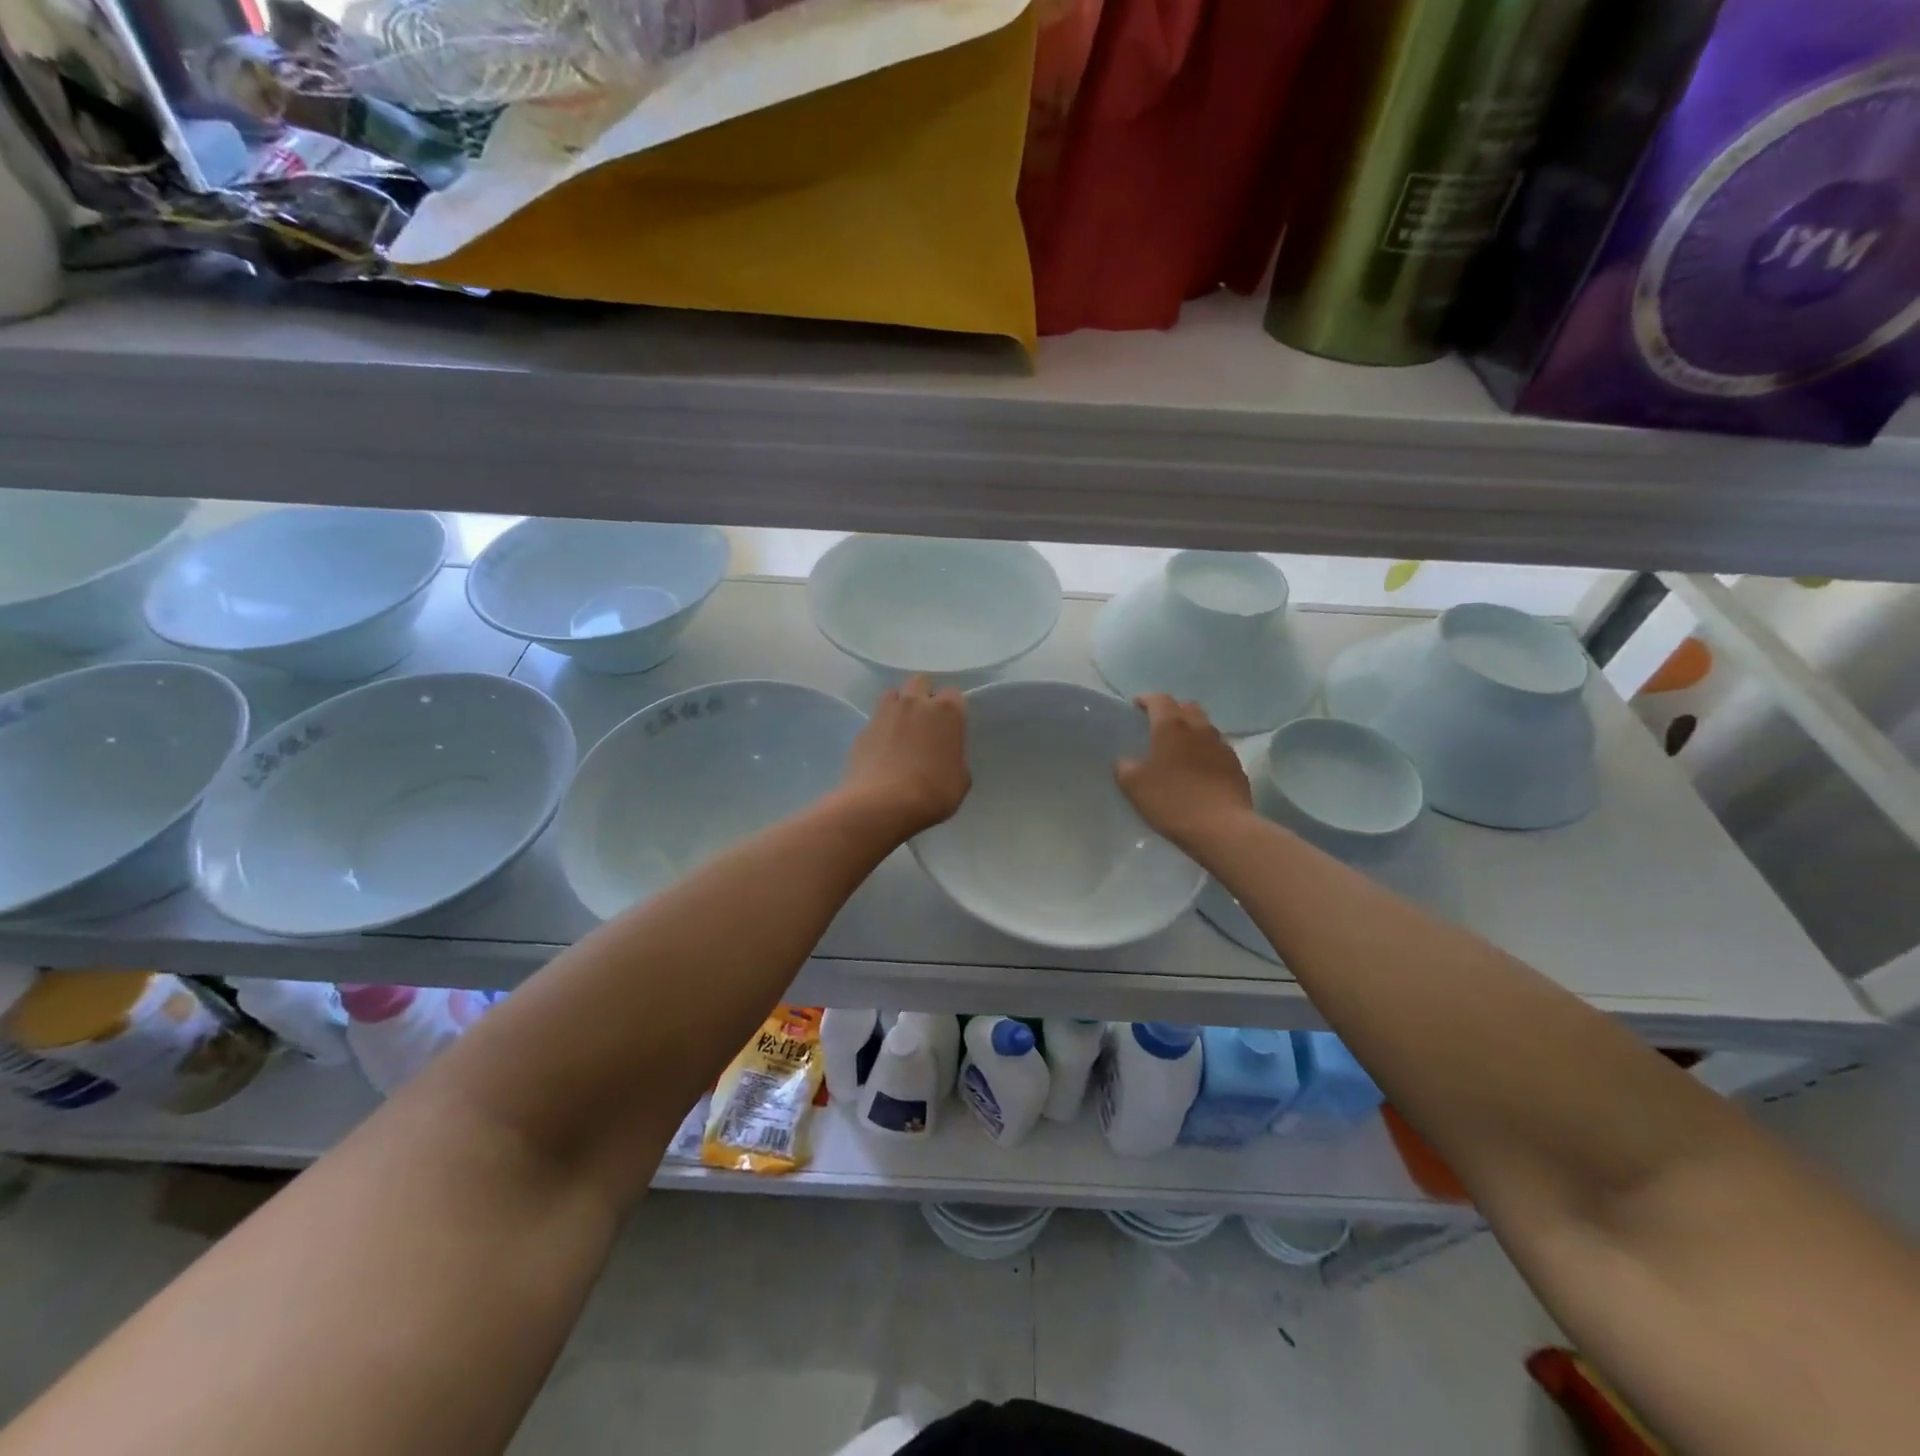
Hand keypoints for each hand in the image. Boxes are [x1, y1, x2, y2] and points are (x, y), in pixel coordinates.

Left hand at [838, 676, 969, 839]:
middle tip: (925, 723)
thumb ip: (955, 758)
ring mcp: (885, 713)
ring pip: (893, 695)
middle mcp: (915, 703)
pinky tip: (882, 750)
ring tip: (901, 731)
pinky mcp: (863, 728)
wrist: (882, 804)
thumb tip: (945, 756)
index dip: (953, 710)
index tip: (951, 728)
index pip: (954, 694)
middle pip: (920, 682)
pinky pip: (875, 719)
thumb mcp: (960, 780)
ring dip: (899, 706)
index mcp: (946, 711)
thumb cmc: (932, 792)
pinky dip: (881, 729)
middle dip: (924, 696)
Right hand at [1116, 694, 1252, 850]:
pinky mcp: (1236, 765)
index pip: (1159, 699)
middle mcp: (1199, 728)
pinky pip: (1217, 749)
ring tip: (1180, 750)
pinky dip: (1205, 752)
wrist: (1220, 827)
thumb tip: (1127, 760)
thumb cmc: (1171, 801)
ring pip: (1205, 727)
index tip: (1136, 706)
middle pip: (1187, 708)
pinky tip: (1199, 771)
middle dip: (1172, 711)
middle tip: (1159, 727)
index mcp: (1172, 726)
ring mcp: (1222, 745)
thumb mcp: (1133, 785)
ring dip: (1191, 731)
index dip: (1146, 700)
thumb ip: (1124, 766)